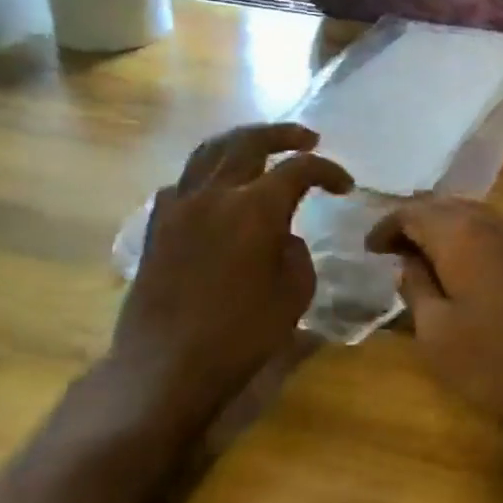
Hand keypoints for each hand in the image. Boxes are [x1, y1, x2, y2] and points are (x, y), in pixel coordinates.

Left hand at [109, 124, 350, 434]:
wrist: (165, 368)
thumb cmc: (239, 335)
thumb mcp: (293, 294)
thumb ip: (296, 252)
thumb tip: (283, 236)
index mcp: (255, 208)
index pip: (299, 169)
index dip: (327, 171)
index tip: (345, 185)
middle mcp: (216, 194)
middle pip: (250, 142)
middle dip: (283, 134)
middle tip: (308, 139)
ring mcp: (180, 206)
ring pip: (210, 151)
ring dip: (241, 142)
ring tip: (261, 147)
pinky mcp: (157, 225)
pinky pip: (184, 181)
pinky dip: (207, 173)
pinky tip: (217, 189)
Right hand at [365, 197, 502, 439]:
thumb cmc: (498, 363)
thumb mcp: (437, 334)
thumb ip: (416, 288)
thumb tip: (408, 262)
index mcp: (462, 233)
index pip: (412, 211)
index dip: (386, 227)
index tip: (368, 250)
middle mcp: (494, 220)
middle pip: (444, 206)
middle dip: (414, 223)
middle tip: (392, 251)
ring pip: (472, 216)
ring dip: (444, 230)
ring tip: (423, 258)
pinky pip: (495, 231)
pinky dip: (470, 240)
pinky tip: (464, 267)